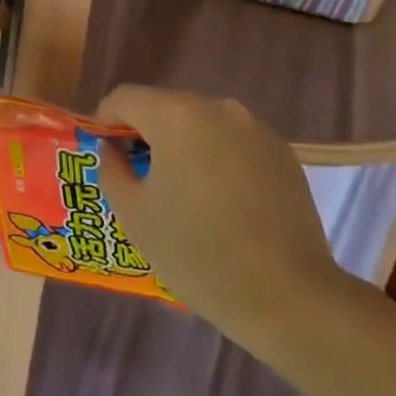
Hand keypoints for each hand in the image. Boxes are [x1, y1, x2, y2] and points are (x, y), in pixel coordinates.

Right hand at [96, 85, 343, 339]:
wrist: (290, 297)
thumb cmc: (198, 253)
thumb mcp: (134, 215)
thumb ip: (112, 169)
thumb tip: (114, 150)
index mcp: (176, 115)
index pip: (124, 98)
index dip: (106, 122)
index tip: (106, 156)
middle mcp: (217, 107)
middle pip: (164, 106)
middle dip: (146, 134)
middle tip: (140, 179)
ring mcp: (255, 128)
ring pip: (201, 124)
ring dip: (183, 146)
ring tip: (184, 194)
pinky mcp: (283, 152)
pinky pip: (233, 142)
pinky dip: (217, 159)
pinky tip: (222, 203)